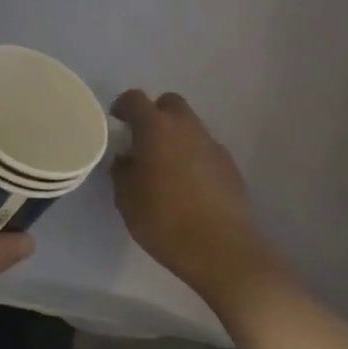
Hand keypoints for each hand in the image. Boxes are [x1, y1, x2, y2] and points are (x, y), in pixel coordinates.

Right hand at [110, 90, 285, 312]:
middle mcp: (186, 127)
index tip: (117, 123)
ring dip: (176, 137)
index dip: (123, 107)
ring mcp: (212, 145)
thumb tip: (127, 158)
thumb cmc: (164, 220)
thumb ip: (122, 170)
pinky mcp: (230, 165)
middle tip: (143, 141)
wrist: (221, 249)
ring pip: (190, 126)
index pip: (135, 99)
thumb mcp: (126, 198)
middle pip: (169, 103)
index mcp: (155, 128)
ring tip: (166, 167)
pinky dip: (194, 157)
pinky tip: (189, 185)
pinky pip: (205, 149)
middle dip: (155, 115)